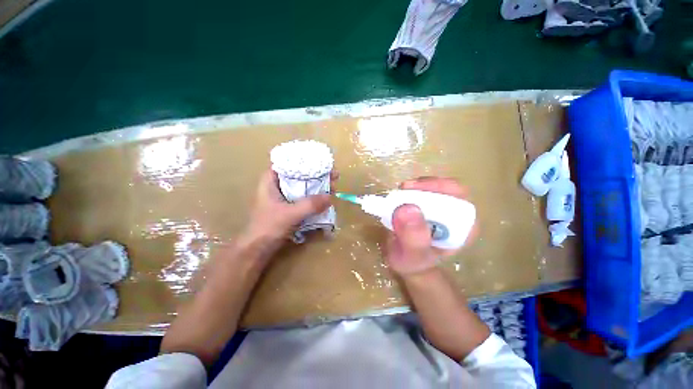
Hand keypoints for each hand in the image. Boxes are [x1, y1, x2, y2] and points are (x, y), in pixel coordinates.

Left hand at [242, 169, 333, 245]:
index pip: (287, 162)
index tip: (321, 161)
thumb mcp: (289, 215)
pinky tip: (326, 197)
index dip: (304, 159)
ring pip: (303, 186)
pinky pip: (304, 197)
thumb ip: (309, 205)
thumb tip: (330, 197)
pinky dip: (314, 197)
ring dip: (318, 186)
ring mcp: (284, 197)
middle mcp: (278, 186)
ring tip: (333, 186)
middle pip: (299, 174)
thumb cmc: (268, 228)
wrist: (258, 249)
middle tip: (333, 175)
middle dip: (316, 174)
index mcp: (271, 181)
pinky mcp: (289, 207)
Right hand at [385, 177, 475, 276]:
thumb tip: (406, 208)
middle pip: (448, 187)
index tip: (412, 190)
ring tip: (400, 192)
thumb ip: (412, 238)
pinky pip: (423, 190)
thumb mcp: (412, 256)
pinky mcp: (430, 204)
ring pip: (435, 186)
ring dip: (417, 186)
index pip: (459, 198)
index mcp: (462, 227)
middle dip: (425, 185)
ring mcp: (443, 208)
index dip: (438, 188)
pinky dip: (411, 189)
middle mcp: (457, 214)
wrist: (409, 263)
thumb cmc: (414, 263)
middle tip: (403, 189)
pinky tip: (401, 195)